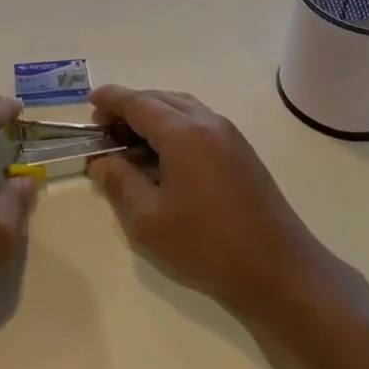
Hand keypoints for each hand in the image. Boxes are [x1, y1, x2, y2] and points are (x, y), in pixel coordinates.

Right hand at [87, 86, 321, 313]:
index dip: (111, 99)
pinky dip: (174, 125)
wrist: (279, 270)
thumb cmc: (207, 245)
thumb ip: (120, 183)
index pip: (138, 102)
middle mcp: (207, 122)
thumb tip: (102, 161)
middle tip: (105, 129)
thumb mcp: (148, 221)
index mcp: (183, 133)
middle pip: (160, 98)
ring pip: (181, 107)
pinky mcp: (241, 150)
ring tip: (130, 141)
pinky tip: (163, 154)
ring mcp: (228, 134)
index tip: (89, 103)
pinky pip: (199, 121)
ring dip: (153, 114)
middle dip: (129, 107)